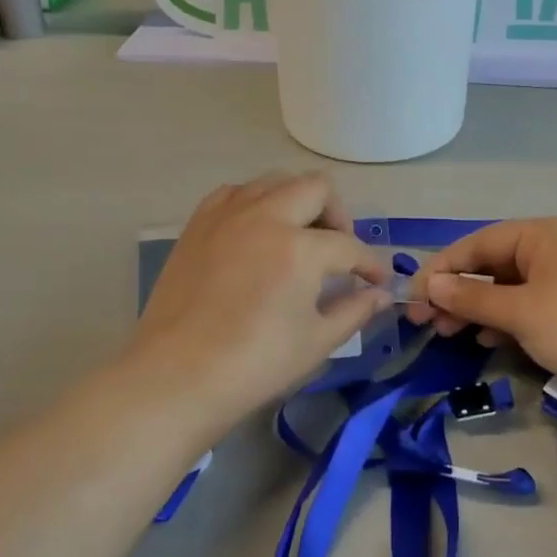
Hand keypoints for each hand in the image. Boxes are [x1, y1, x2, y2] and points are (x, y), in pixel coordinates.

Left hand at [123, 172, 389, 433]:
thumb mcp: (316, 342)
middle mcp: (265, 217)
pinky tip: (256, 232)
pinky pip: (235, 193)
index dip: (370, 265)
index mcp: (300, 248)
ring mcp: (228, 215)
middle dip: (338, 216)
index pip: (349, 247)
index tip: (378, 281)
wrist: (177, 376)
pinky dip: (255, 203)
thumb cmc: (254, 364)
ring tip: (297, 237)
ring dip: (297, 202)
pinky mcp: (198, 224)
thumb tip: (380, 295)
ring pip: (274, 181)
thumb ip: (355, 311)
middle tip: (338, 250)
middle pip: (316, 189)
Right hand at [406, 219, 556, 423]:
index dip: (441, 269)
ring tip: (446, 334)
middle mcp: (552, 250)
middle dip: (456, 292)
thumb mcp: (521, 312)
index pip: (478, 244)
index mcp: (541, 235)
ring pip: (506, 290)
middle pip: (490, 266)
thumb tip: (429, 284)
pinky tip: (484, 340)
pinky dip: (502, 321)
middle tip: (424, 322)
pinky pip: (526, 308)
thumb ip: (471, 298)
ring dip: (475, 310)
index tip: (411, 296)